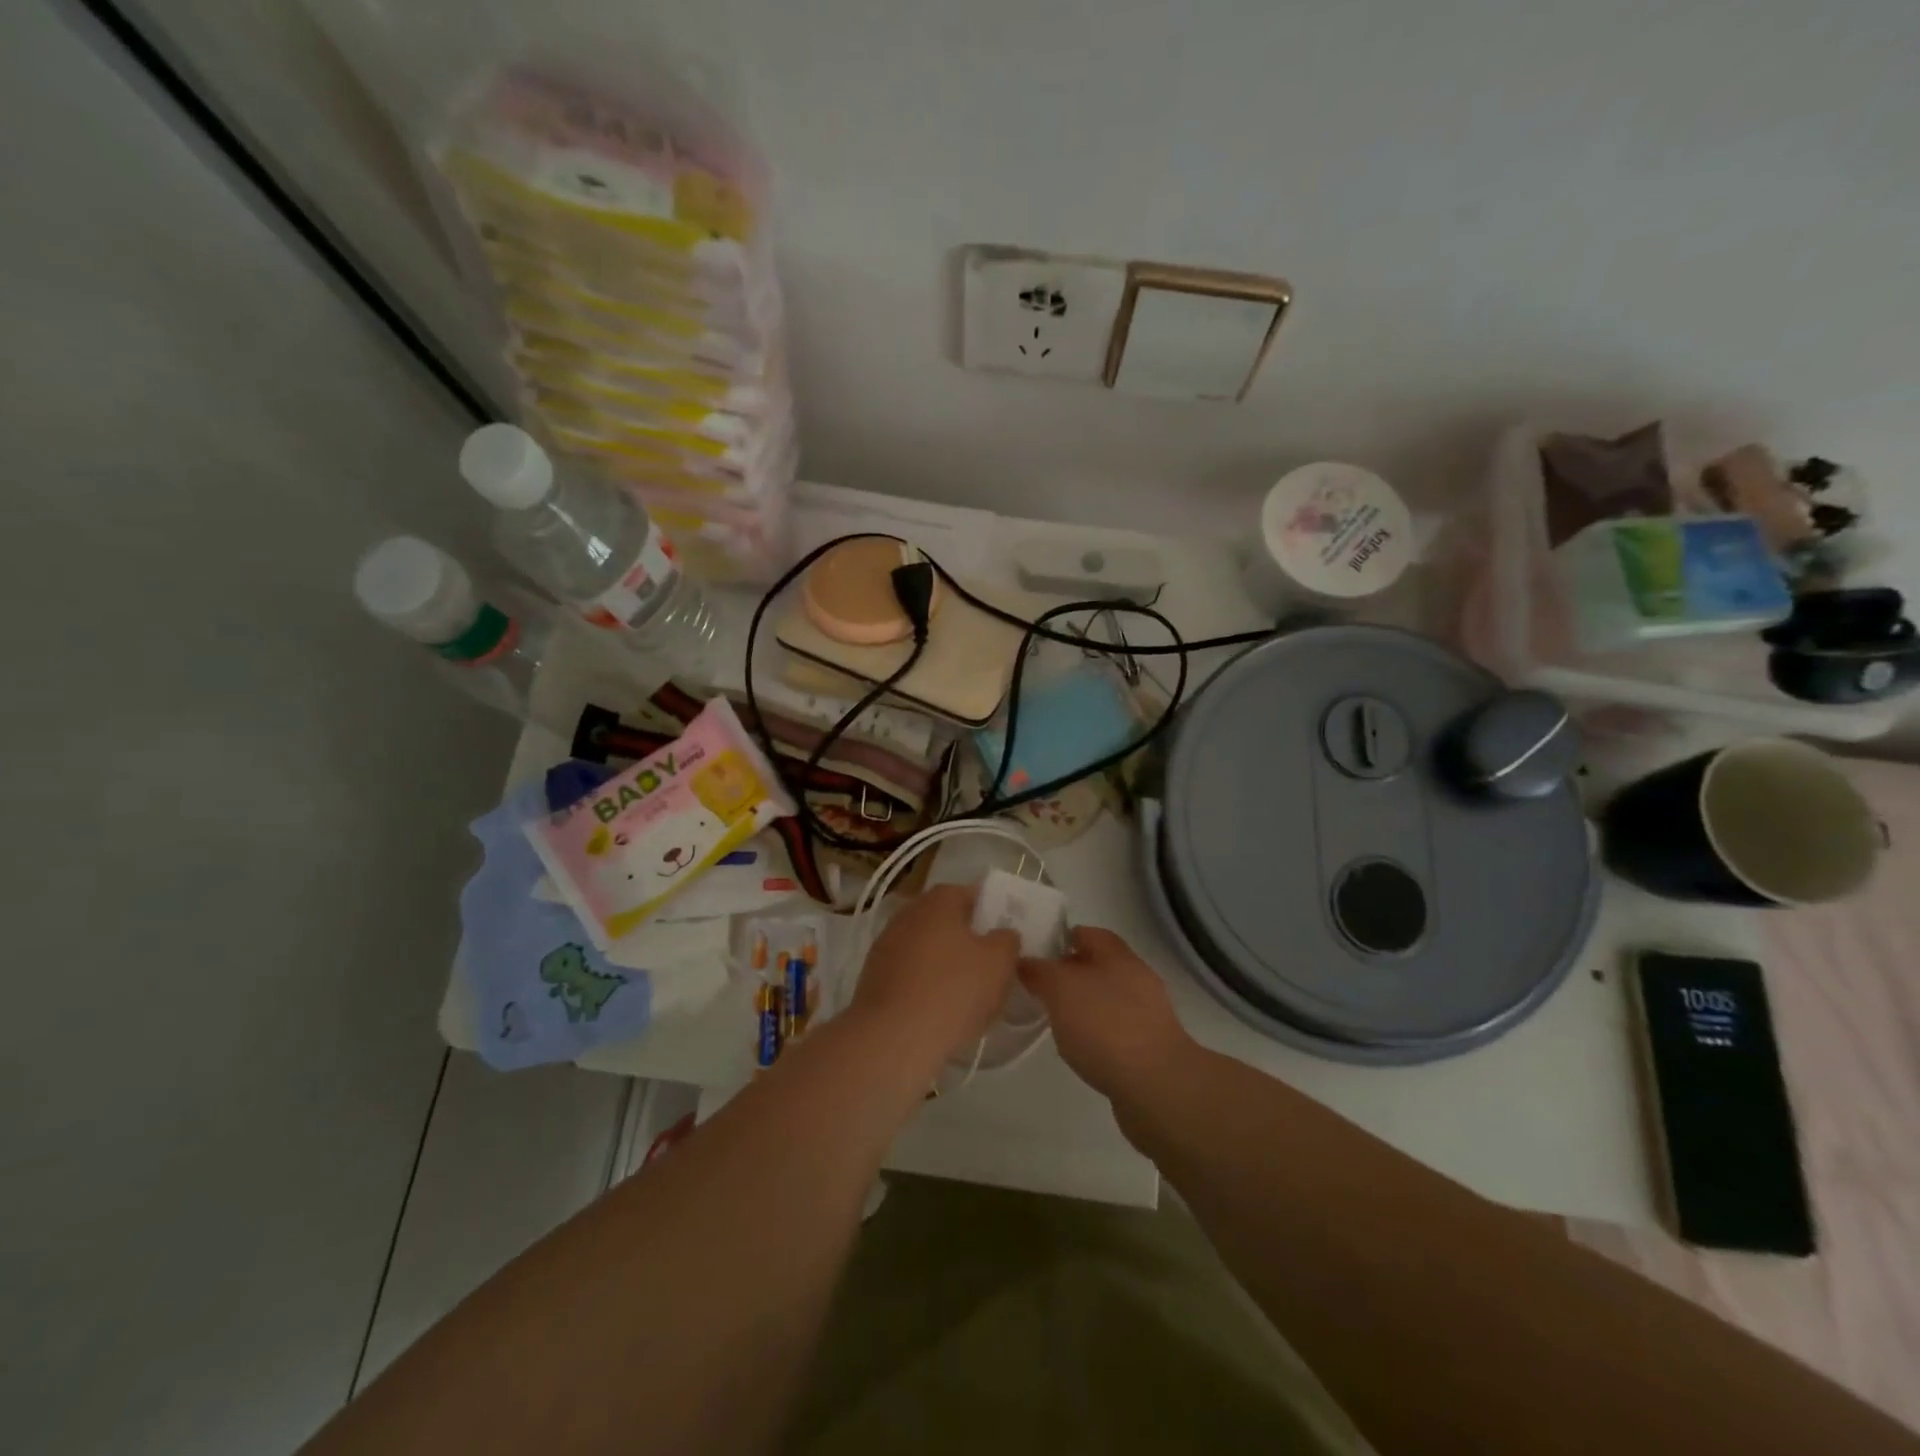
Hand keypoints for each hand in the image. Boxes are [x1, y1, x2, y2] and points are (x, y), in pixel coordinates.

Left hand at [850, 883, 1019, 1068]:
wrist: (893, 1037)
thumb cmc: (953, 989)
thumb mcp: (999, 962)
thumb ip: (1007, 940)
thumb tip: (1002, 934)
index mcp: (937, 901)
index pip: (967, 894)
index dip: (988, 912)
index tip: (1002, 936)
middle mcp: (907, 914)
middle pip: (944, 922)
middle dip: (965, 941)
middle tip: (988, 967)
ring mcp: (885, 946)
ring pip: (925, 950)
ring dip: (944, 965)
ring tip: (967, 996)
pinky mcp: (872, 978)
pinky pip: (909, 975)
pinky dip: (924, 987)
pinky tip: (939, 1012)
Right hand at [1018, 926, 1193, 1098]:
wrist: (1157, 1087)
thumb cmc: (1105, 1026)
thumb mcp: (1060, 989)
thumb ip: (1039, 971)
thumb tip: (1024, 961)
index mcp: (1118, 956)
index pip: (1087, 933)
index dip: (1060, 937)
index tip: (1033, 951)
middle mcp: (1136, 978)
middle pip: (1097, 966)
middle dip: (1068, 973)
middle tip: (1036, 986)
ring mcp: (1146, 1015)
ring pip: (1105, 998)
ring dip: (1081, 1005)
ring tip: (1052, 1020)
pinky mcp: (1148, 1048)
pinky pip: (1113, 1030)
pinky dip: (1095, 1034)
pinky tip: (1078, 1049)